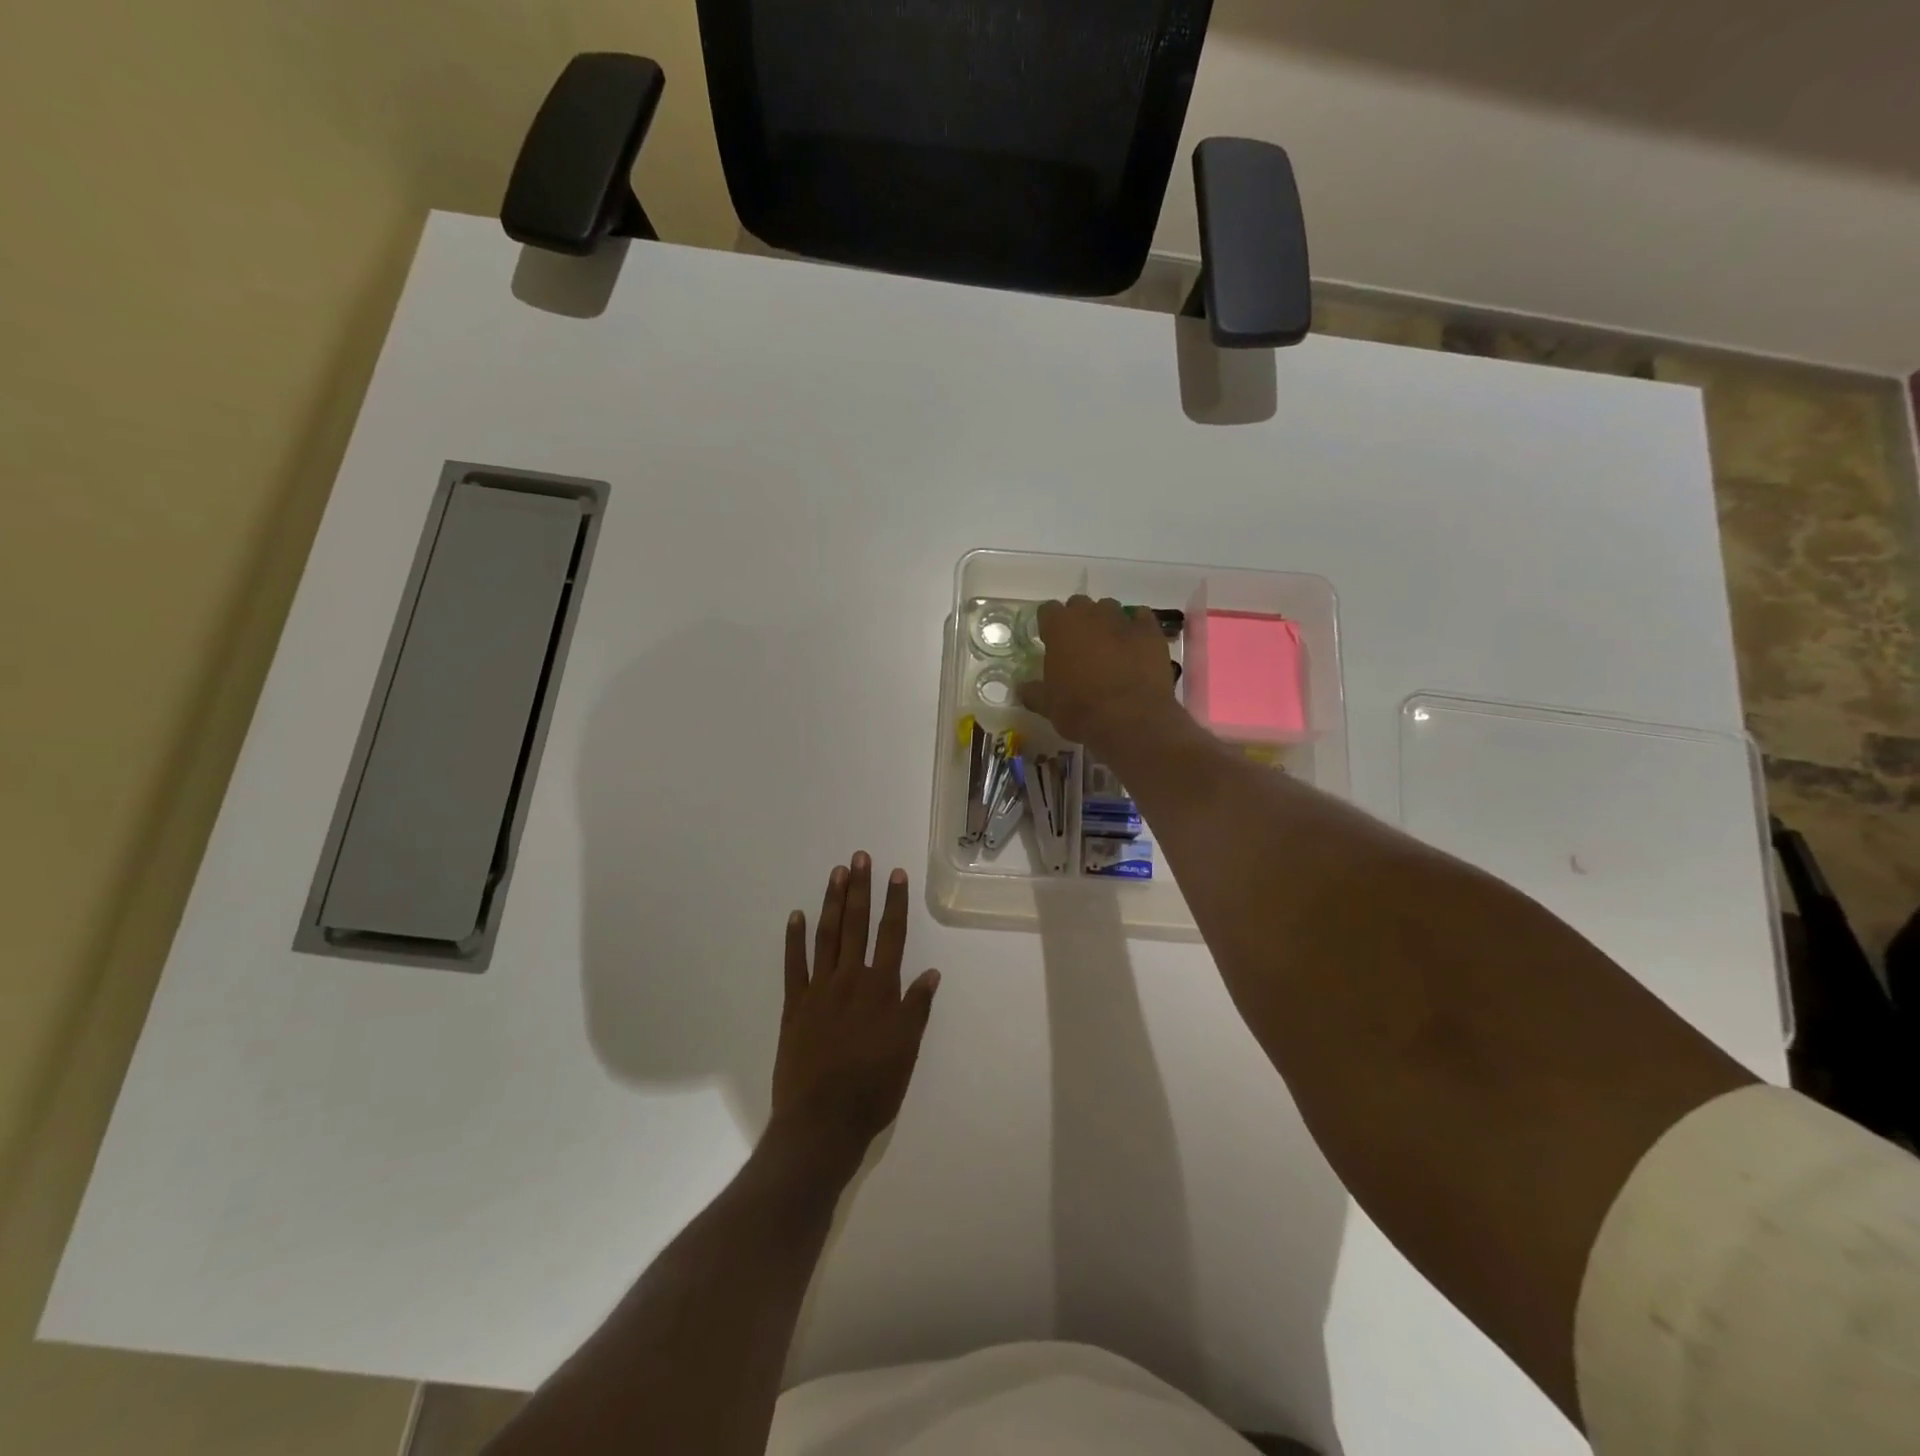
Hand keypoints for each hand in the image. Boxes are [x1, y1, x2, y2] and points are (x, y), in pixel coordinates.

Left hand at [770, 854, 939, 1175]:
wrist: (821, 1121)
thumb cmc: (873, 1089)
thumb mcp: (906, 1050)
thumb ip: (916, 1008)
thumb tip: (930, 972)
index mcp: (881, 989)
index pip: (891, 935)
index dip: (895, 903)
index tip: (895, 874)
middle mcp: (850, 980)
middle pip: (856, 925)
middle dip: (860, 889)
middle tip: (860, 857)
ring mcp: (818, 990)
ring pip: (826, 936)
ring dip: (831, 902)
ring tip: (837, 873)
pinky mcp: (793, 1005)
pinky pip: (793, 965)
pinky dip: (794, 939)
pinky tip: (796, 915)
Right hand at [1017, 595, 1175, 747]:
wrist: (1130, 719)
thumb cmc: (1080, 710)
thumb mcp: (1048, 706)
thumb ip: (1033, 692)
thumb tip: (1021, 688)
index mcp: (1060, 627)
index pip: (1048, 610)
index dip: (1049, 625)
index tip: (1050, 641)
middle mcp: (1090, 615)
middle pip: (1079, 605)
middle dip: (1078, 620)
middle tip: (1079, 646)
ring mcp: (1123, 620)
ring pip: (1110, 609)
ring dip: (1106, 622)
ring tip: (1108, 647)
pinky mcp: (1150, 632)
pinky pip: (1141, 618)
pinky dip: (1136, 627)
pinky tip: (1135, 644)